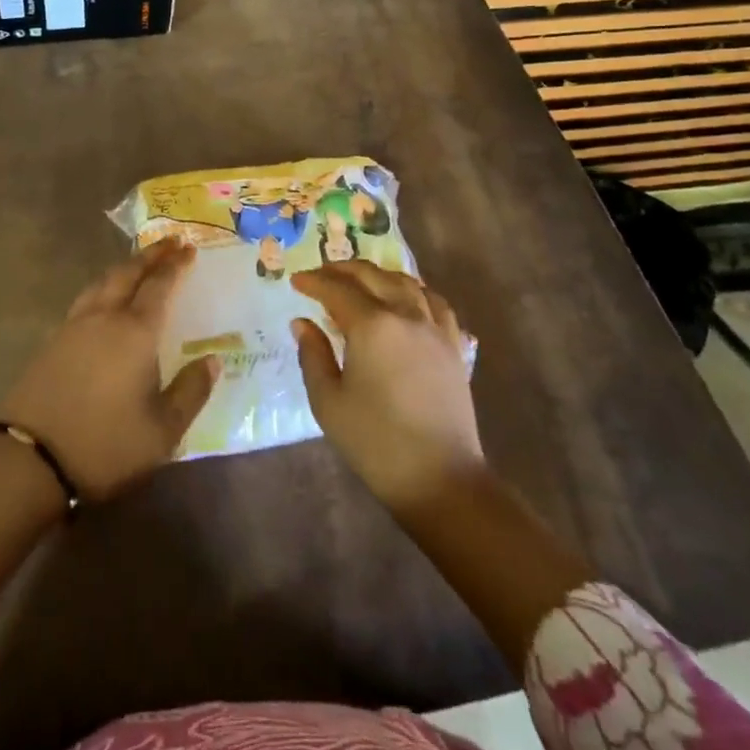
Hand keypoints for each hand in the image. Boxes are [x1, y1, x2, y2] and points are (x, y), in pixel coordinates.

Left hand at [0, 240, 220, 500]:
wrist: (29, 461)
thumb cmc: (106, 445)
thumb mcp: (163, 430)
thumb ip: (191, 391)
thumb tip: (212, 360)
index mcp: (135, 331)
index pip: (159, 285)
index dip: (175, 265)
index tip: (188, 248)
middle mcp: (104, 318)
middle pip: (127, 273)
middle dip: (150, 255)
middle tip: (169, 242)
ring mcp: (72, 327)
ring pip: (102, 282)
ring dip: (123, 268)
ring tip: (137, 265)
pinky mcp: (51, 342)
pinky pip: (84, 300)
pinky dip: (103, 288)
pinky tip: (104, 301)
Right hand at [291, 261, 484, 512]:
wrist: (441, 479)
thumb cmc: (375, 442)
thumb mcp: (328, 402)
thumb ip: (312, 355)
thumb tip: (302, 322)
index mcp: (372, 326)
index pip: (337, 290)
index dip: (314, 282)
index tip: (296, 281)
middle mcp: (405, 315)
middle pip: (373, 276)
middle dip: (343, 270)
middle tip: (322, 275)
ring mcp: (434, 328)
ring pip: (406, 282)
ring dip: (378, 275)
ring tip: (361, 281)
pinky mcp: (454, 346)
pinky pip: (435, 302)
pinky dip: (415, 291)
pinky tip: (407, 300)